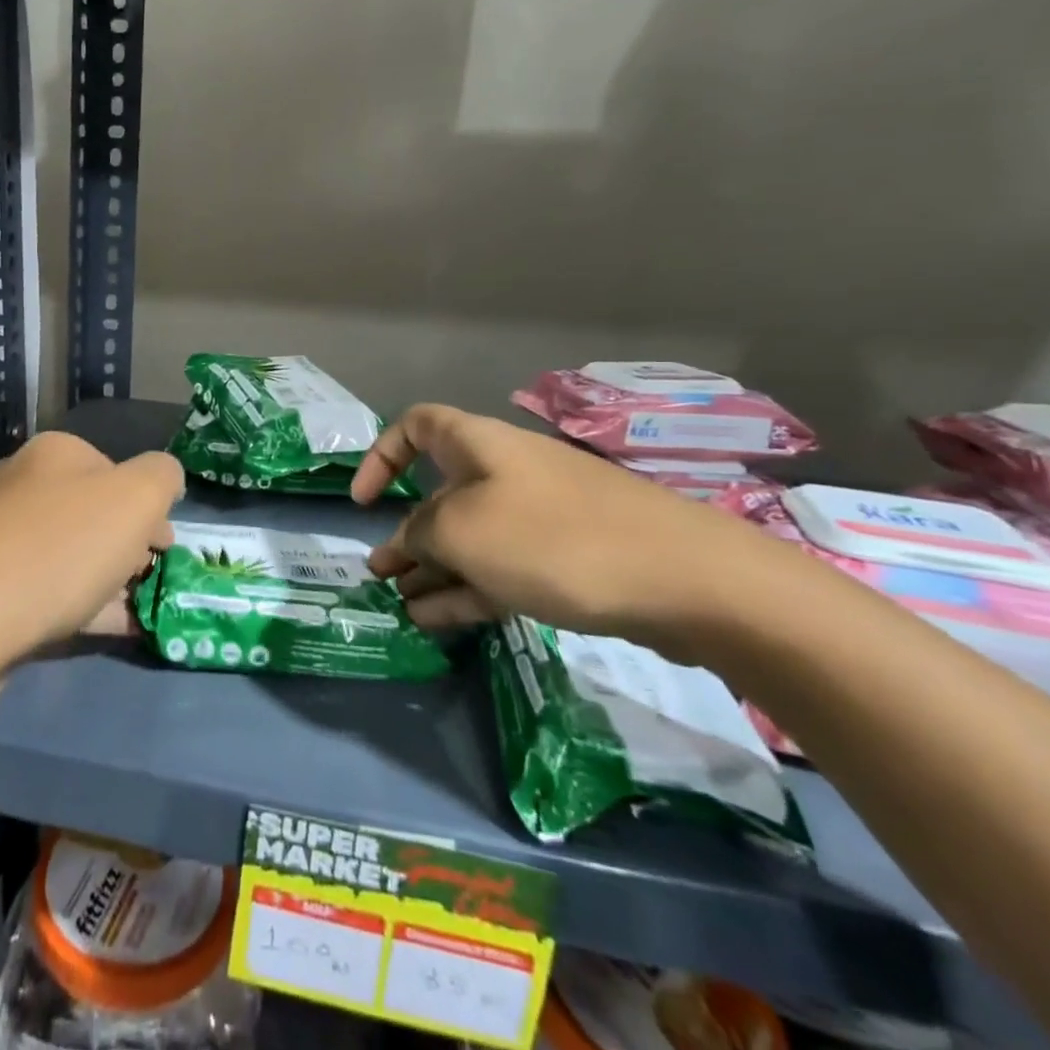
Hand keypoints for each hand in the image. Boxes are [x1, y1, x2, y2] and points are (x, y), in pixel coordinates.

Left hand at [0, 431, 183, 673]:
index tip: (165, 546)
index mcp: (54, 453)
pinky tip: (106, 629)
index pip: (116, 470)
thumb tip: (164, 479)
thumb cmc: (62, 546)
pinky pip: (42, 590)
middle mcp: (19, 484)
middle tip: (148, 578)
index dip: (149, 507)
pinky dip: (79, 605)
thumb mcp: (138, 497)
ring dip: (106, 578)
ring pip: (67, 553)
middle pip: (91, 512)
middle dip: (127, 544)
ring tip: (134, 611)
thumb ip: (163, 476)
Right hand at [351, 404, 765, 656]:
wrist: (687, 580)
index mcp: (479, 446)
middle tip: (382, 575)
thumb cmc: (554, 538)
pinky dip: (468, 590)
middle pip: (442, 494)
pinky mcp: (568, 560)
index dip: (381, 456)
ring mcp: (539, 518)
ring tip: (403, 608)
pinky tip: (439, 622)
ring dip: (434, 569)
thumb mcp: (463, 532)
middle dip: (407, 534)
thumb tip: (410, 542)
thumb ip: (419, 533)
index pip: (415, 427)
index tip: (363, 502)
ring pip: (471, 538)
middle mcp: (506, 474)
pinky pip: (502, 568)